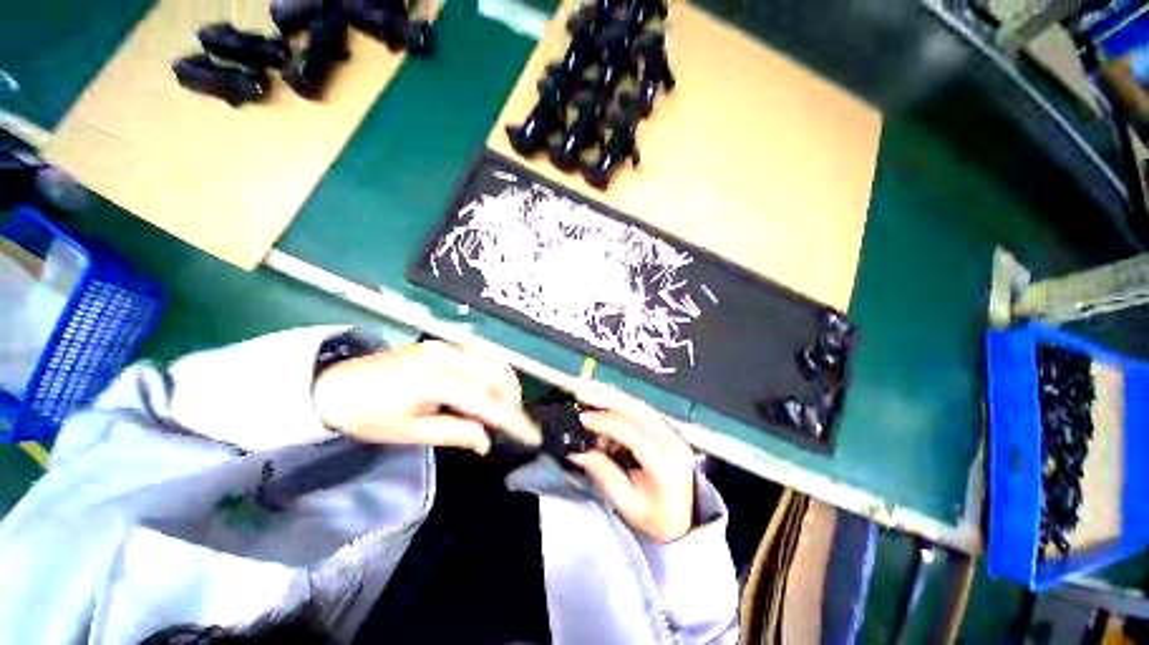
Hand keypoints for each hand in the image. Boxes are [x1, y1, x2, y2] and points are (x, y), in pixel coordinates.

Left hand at [313, 341, 540, 453]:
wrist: (334, 384)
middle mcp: (447, 355)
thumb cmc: (367, 415)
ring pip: (493, 363)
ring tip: (506, 409)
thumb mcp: (409, 432)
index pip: (487, 400)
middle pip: (497, 376)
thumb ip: (454, 432)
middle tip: (515, 426)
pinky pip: (481, 356)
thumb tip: (487, 439)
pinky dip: (493, 373)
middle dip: (513, 401)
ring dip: (506, 386)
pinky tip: (491, 388)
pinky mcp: (444, 344)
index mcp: (435, 379)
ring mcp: (446, 345)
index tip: (532, 436)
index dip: (513, 419)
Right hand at [568, 385, 695, 542]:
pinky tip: (609, 405)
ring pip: (643, 408)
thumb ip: (605, 476)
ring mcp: (675, 434)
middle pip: (640, 414)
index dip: (608, 423)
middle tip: (585, 398)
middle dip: (609, 403)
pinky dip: (624, 405)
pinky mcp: (670, 430)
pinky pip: (645, 410)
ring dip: (616, 400)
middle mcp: (675, 444)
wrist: (686, 518)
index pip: (636, 436)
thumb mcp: (628, 506)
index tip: (584, 418)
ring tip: (593, 397)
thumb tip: (579, 453)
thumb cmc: (656, 517)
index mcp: (667, 468)